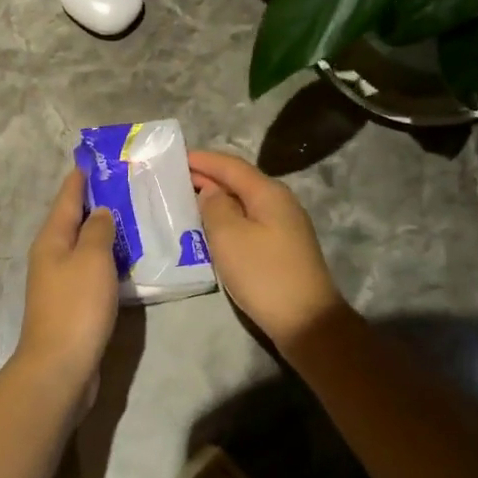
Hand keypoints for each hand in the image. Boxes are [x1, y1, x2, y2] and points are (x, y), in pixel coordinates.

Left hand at [15, 169, 118, 388]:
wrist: (60, 366)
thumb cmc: (76, 307)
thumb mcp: (91, 259)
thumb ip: (98, 230)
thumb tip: (100, 211)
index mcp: (51, 239)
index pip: (67, 198)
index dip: (81, 177)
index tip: (95, 158)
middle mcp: (51, 256)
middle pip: (73, 221)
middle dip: (96, 202)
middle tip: (125, 184)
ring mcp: (60, 282)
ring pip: (83, 246)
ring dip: (104, 231)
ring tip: (133, 216)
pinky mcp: (72, 304)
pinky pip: (91, 270)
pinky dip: (107, 259)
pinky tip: (127, 259)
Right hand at [188, 149, 347, 351]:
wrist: (305, 320)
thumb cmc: (263, 273)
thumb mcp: (229, 236)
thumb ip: (215, 206)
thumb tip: (211, 192)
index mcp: (268, 193)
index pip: (230, 165)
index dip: (202, 160)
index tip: (174, 157)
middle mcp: (279, 203)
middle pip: (238, 182)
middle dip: (206, 178)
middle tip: (172, 179)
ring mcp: (283, 226)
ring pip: (242, 203)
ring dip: (214, 200)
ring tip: (184, 201)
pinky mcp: (280, 248)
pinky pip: (247, 222)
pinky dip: (225, 219)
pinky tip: (208, 229)